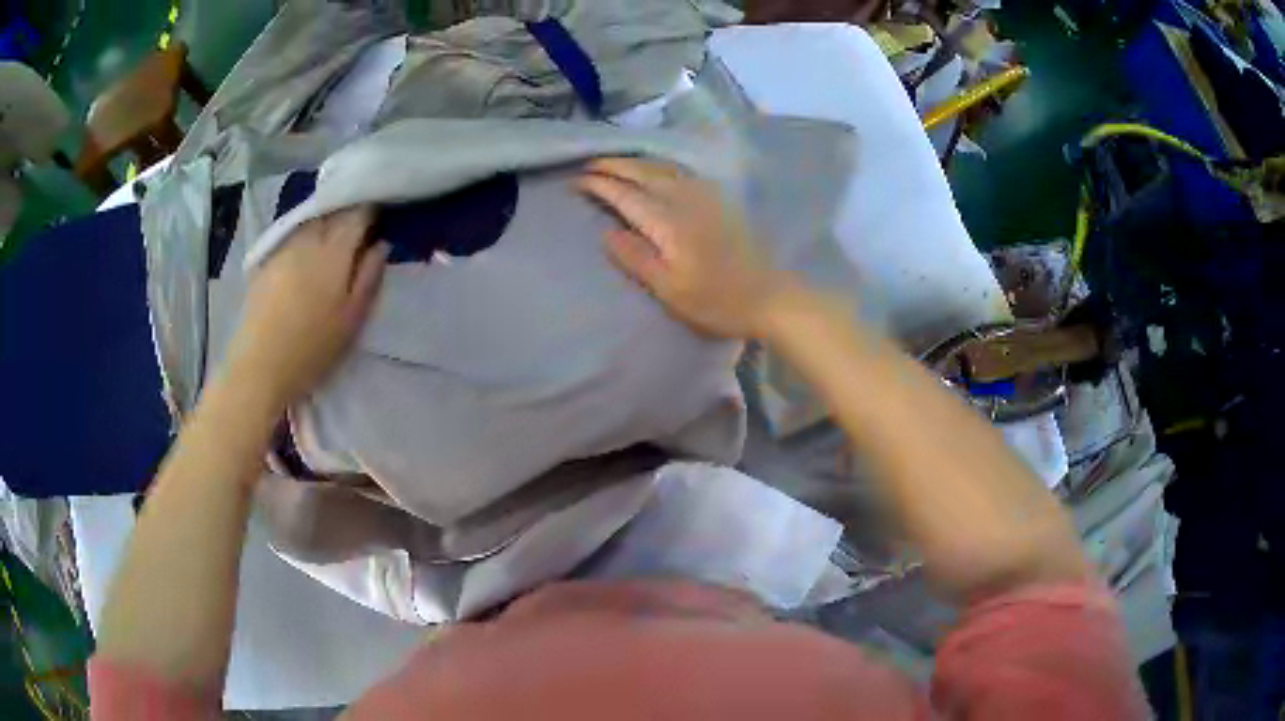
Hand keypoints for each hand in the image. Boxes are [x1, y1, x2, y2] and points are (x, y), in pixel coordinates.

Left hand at [226, 206, 388, 406]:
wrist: (259, 367)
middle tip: (357, 229)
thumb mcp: (352, 319)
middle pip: (332, 213)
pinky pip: (290, 237)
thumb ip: (369, 277)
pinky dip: (303, 238)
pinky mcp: (265, 262)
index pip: (357, 214)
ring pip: (310, 223)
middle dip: (346, 215)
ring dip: (324, 224)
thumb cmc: (312, 348)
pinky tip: (304, 256)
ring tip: (331, 240)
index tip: (379, 218)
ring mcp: (283, 249)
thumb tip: (381, 244)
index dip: (370, 212)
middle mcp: (308, 241)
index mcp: (335, 252)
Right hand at [577, 158, 791, 339]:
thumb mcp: (669, 290)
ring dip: (634, 162)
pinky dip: (657, 165)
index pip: (626, 194)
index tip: (575, 181)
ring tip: (613, 163)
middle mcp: (685, 199)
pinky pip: (679, 171)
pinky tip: (653, 170)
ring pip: (662, 167)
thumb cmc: (717, 302)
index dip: (599, 185)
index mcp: (669, 223)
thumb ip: (635, 258)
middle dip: (613, 165)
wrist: (770, 297)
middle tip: (587, 165)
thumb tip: (605, 232)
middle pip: (643, 172)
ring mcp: (705, 196)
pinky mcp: (718, 199)